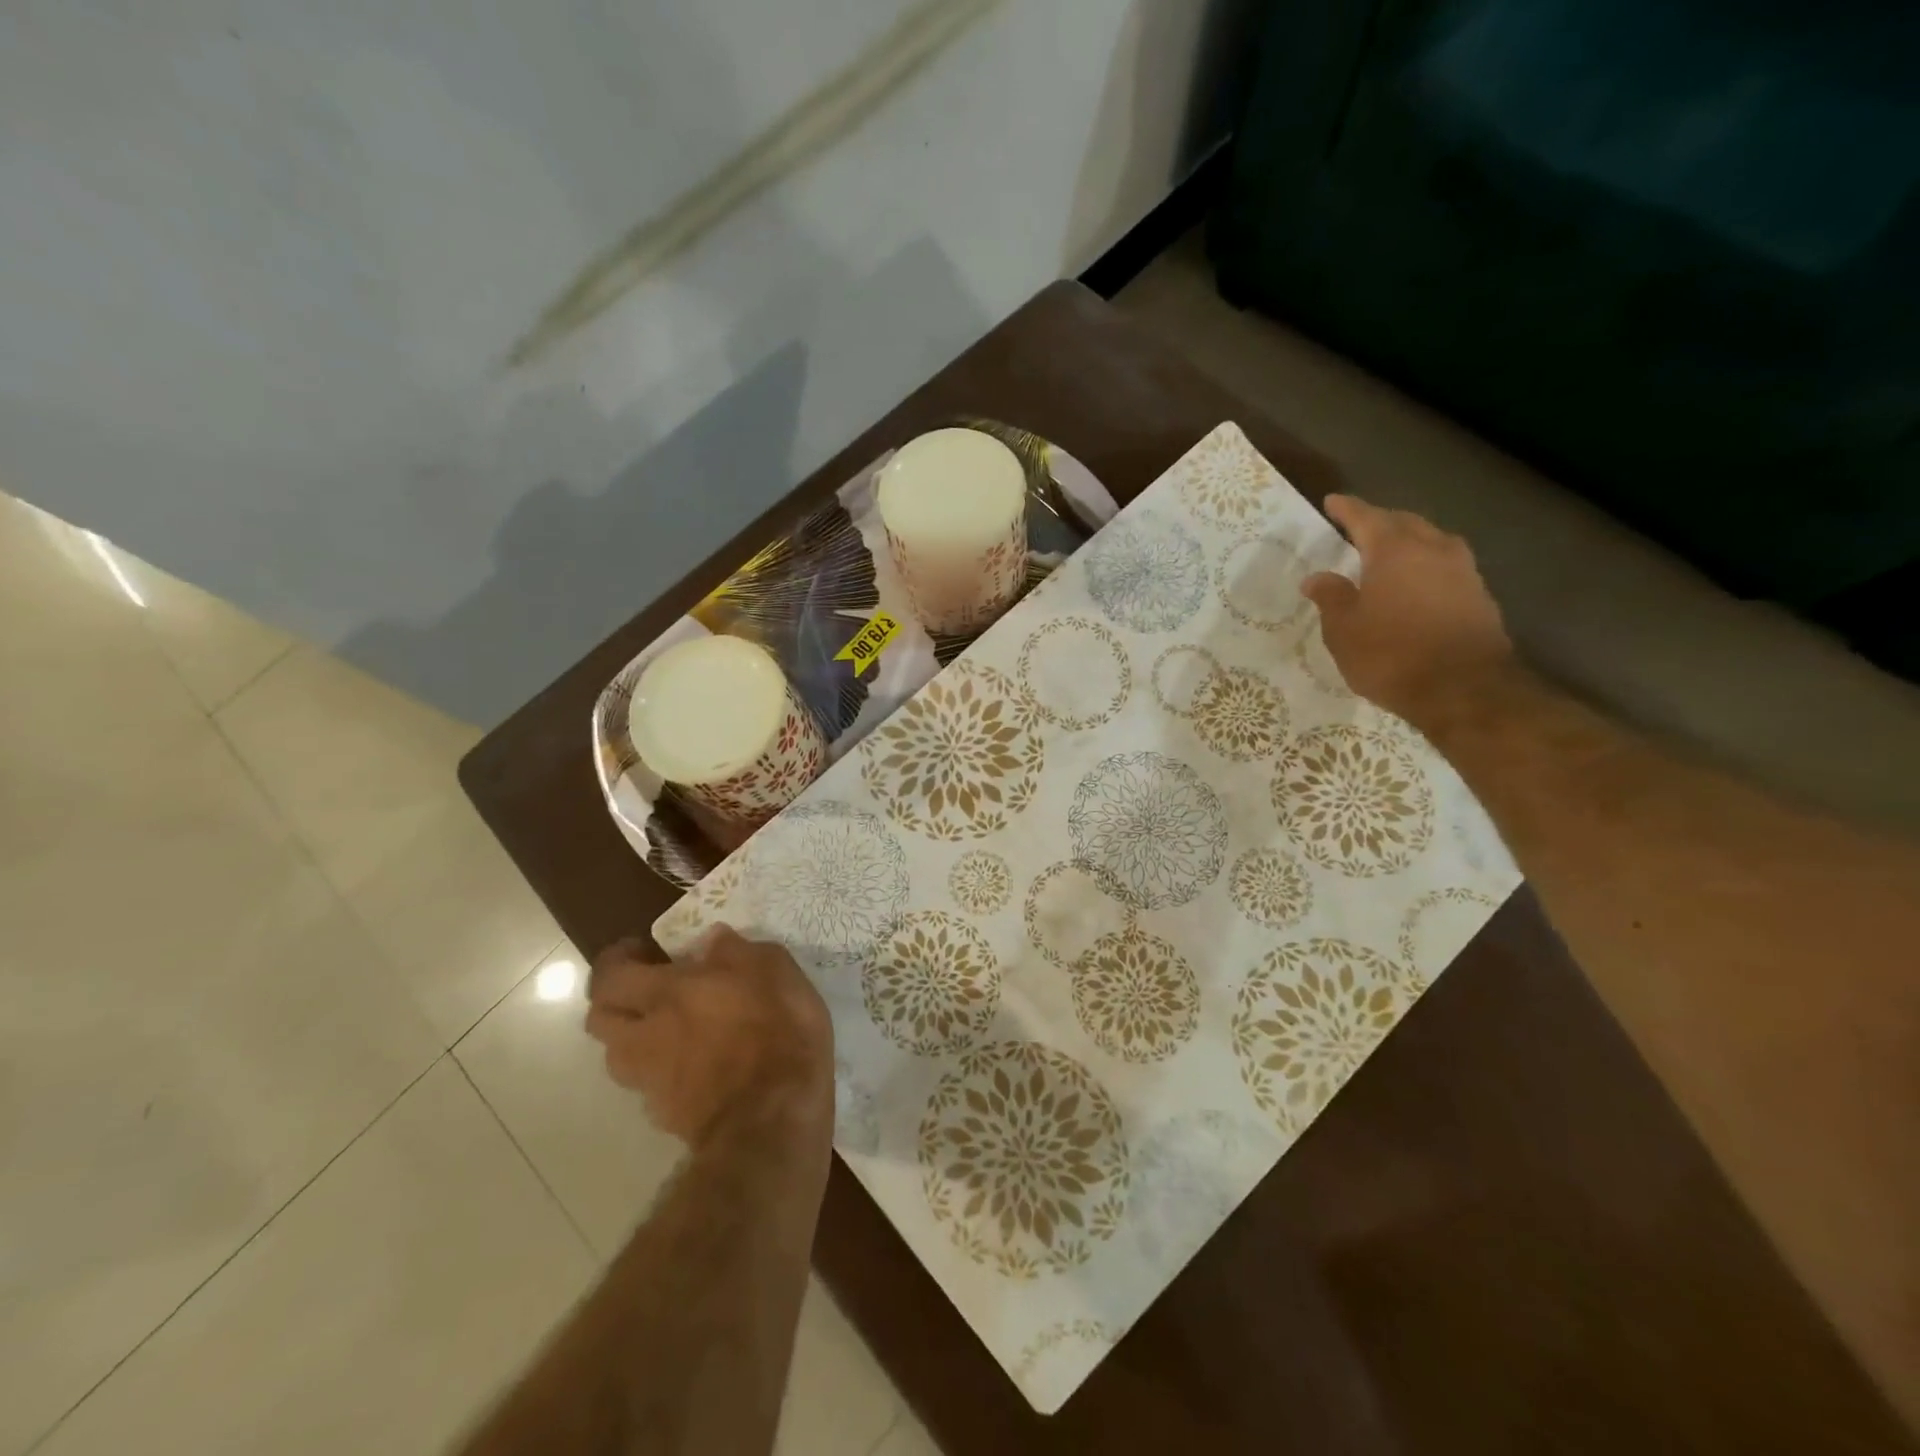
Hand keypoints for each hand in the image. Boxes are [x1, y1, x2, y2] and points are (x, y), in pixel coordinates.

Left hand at [586, 927, 832, 1145]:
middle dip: (615, 1001)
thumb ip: (736, 951)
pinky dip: (661, 1076)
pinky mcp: (667, 1117)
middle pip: (599, 1018)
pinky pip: (649, 1089)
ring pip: (618, 1057)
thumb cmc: (777, 1029)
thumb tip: (710, 940)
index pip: (612, 974)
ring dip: (632, 1040)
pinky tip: (692, 1071)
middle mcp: (646, 1035)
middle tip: (647, 991)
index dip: (617, 960)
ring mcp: (652, 1081)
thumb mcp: (773, 970)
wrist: (772, 1118)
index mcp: (667, 993)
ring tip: (666, 1032)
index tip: (641, 951)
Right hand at [1301, 495, 1514, 726]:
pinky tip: (1417, 583)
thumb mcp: (1343, 630)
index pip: (1366, 517)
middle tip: (1359, 526)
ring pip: (1432, 541)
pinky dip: (1426, 566)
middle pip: (1404, 523)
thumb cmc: (1391, 654)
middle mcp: (1433, 549)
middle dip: (1380, 520)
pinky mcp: (1479, 595)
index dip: (1347, 509)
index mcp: (1394, 550)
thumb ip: (1331, 597)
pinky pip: (1446, 566)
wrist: (1463, 688)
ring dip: (1409, 540)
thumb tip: (1317, 577)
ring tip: (1391, 552)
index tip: (1332, 501)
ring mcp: (1462, 571)